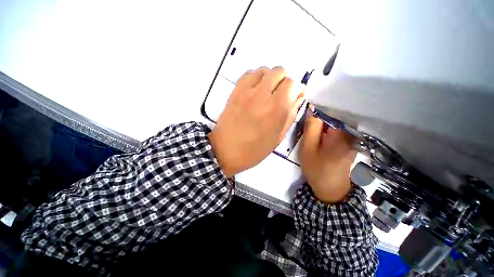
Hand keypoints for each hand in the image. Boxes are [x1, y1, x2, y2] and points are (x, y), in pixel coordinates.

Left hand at [208, 67, 304, 176]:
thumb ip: (290, 115)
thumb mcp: (278, 137)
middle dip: (285, 81)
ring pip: (265, 70)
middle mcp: (263, 95)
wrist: (226, 150)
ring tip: (268, 92)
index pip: (293, 84)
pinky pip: (249, 73)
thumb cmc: (254, 149)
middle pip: (280, 71)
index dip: (297, 89)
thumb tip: (298, 99)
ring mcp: (247, 91)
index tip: (295, 97)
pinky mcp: (235, 91)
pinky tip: (256, 89)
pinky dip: (257, 77)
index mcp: (277, 109)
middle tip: (282, 94)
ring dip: (271, 78)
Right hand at [299, 112, 356, 202]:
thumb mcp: (308, 147)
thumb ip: (311, 127)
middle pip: (333, 116)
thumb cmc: (316, 169)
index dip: (317, 110)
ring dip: (322, 124)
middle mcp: (350, 133)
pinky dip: (326, 129)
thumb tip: (312, 108)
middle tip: (306, 124)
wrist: (330, 189)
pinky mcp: (348, 142)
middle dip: (319, 117)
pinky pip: (336, 130)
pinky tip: (319, 134)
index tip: (306, 113)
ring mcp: (351, 138)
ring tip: (311, 128)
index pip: (330, 111)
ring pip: (334, 123)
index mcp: (341, 133)